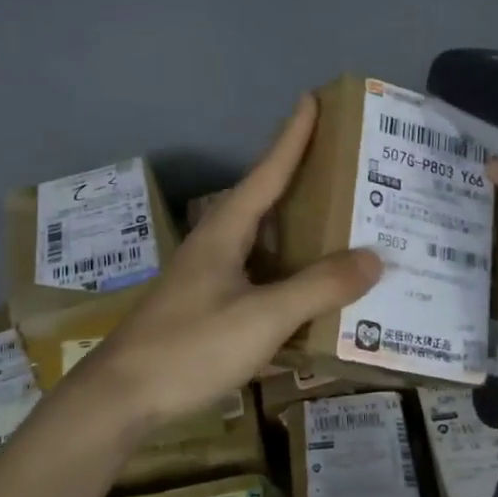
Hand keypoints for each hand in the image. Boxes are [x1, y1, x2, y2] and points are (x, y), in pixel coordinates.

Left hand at [78, 95, 382, 433]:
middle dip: (305, 182)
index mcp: (225, 231)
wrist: (123, 397)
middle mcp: (217, 246)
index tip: (311, 99)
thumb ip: (319, 286)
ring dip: (301, 234)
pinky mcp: (209, 309)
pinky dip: (290, 278)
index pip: (267, 172)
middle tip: (348, 169)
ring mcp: (210, 279)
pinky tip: (313, 293)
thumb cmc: (190, 347)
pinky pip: (260, 280)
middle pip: (267, 202)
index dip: (292, 136)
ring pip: (265, 244)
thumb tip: (375, 257)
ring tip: (344, 227)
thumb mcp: (262, 317)